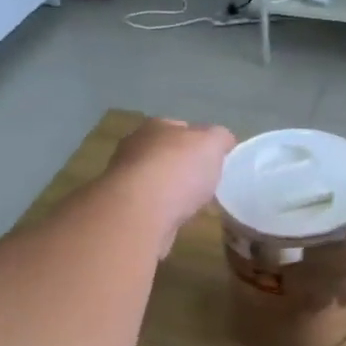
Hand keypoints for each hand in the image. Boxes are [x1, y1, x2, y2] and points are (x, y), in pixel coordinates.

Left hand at [106, 118, 235, 255]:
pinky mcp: (122, 207)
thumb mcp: (212, 144)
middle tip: (203, 182)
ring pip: (154, 180)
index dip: (199, 140)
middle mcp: (134, 147)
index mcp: (156, 126)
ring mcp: (123, 178)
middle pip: (165, 153)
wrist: (140, 212)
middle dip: (182, 166)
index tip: (213, 159)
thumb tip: (223, 141)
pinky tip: (174, 219)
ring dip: (169, 190)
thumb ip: (220, 138)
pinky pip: (148, 205)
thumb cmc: (178, 170)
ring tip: (191, 204)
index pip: (181, 127)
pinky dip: (161, 210)